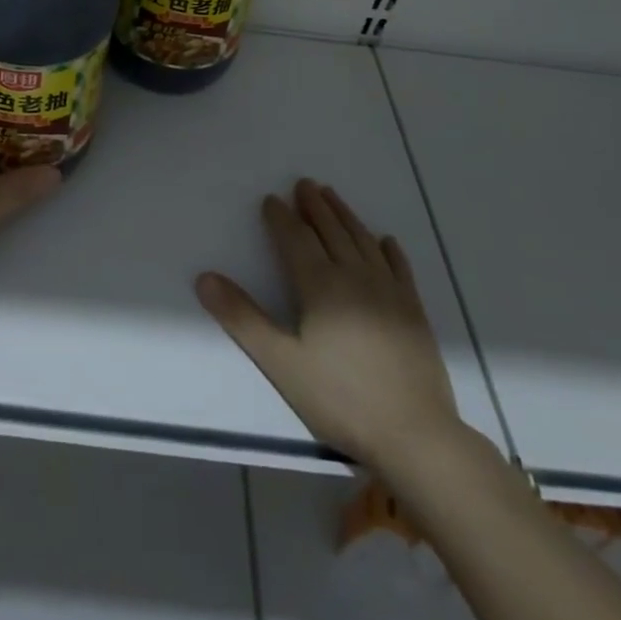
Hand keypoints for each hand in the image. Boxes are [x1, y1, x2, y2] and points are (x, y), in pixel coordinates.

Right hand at [197, 178, 462, 477]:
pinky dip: (388, 249)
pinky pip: (399, 268)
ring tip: (333, 196)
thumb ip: (242, 318)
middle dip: (315, 206)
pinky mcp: (414, 312)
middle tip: (304, 183)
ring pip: (363, 241)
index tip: (271, 199)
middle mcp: (355, 277)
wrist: (416, 436)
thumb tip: (204, 278)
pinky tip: (385, 241)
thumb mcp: (281, 362)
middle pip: (331, 231)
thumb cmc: (341, 399)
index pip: (295, 239)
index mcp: (321, 285)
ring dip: (345, 216)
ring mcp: (389, 293)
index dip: (281, 217)